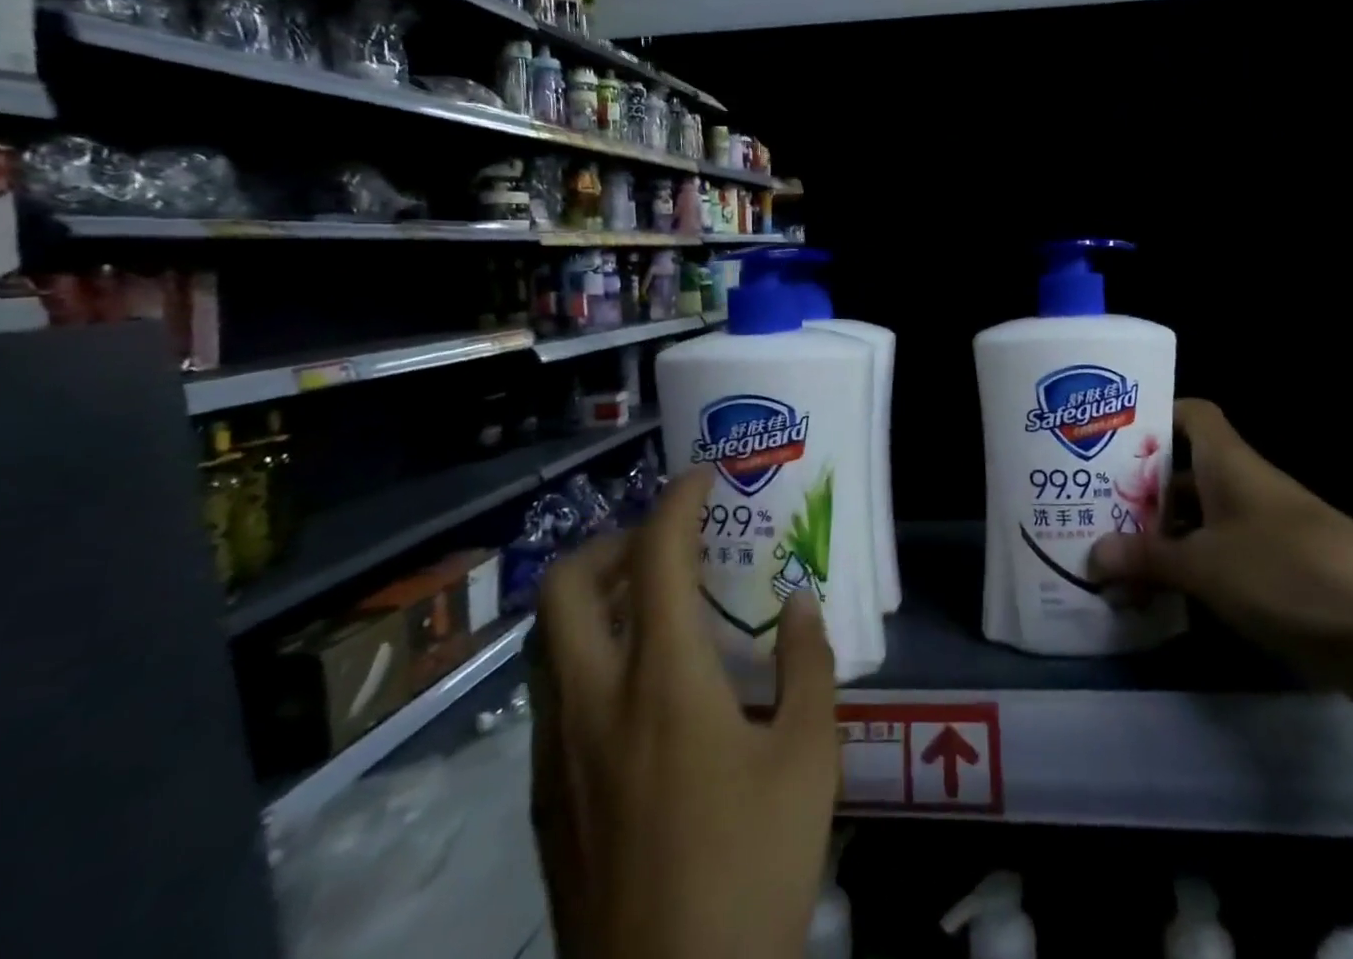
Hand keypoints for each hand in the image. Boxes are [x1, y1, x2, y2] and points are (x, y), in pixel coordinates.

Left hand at [530, 467, 838, 958]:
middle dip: (611, 542)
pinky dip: (586, 656)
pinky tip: (637, 692)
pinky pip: (551, 695)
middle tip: (663, 548)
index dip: (677, 502)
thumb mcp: (809, 761)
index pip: (656, 556)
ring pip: (548, 641)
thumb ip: (806, 667)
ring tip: (652, 607)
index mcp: (661, 682)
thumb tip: (797, 603)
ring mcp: (555, 757)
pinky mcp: (543, 804)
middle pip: (565, 587)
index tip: (702, 480)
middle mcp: (593, 703)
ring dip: (593, 600)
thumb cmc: (750, 872)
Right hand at [1088, 398, 1352, 705]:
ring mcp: (1267, 531)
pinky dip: (1193, 571)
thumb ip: (1147, 558)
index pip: (1191, 414)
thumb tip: (1091, 555)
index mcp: (1230, 463)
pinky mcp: (1283, 574)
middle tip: (1092, 507)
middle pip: (1187, 472)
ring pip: (1202, 521)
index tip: (1110, 438)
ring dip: (1164, 537)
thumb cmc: (1290, 574)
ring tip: (1114, 557)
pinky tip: (1162, 596)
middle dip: (1141, 489)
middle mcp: (1247, 487)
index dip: (1154, 416)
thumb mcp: (1206, 566)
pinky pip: (1224, 559)